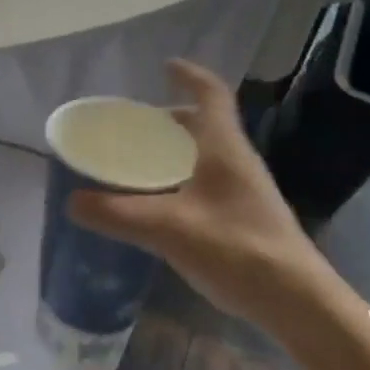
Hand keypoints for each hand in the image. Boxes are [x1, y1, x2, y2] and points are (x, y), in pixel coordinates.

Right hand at [68, 60, 334, 330]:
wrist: (297, 302)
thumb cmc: (237, 250)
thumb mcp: (169, 229)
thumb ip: (118, 214)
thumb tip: (72, 201)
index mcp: (224, 147)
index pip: (211, 94)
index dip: (189, 75)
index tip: (165, 67)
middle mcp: (237, 160)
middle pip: (206, 123)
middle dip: (172, 118)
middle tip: (137, 126)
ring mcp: (245, 189)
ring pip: (208, 153)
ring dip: (178, 149)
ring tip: (142, 163)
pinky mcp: (246, 215)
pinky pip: (209, 180)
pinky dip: (183, 178)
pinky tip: (163, 205)